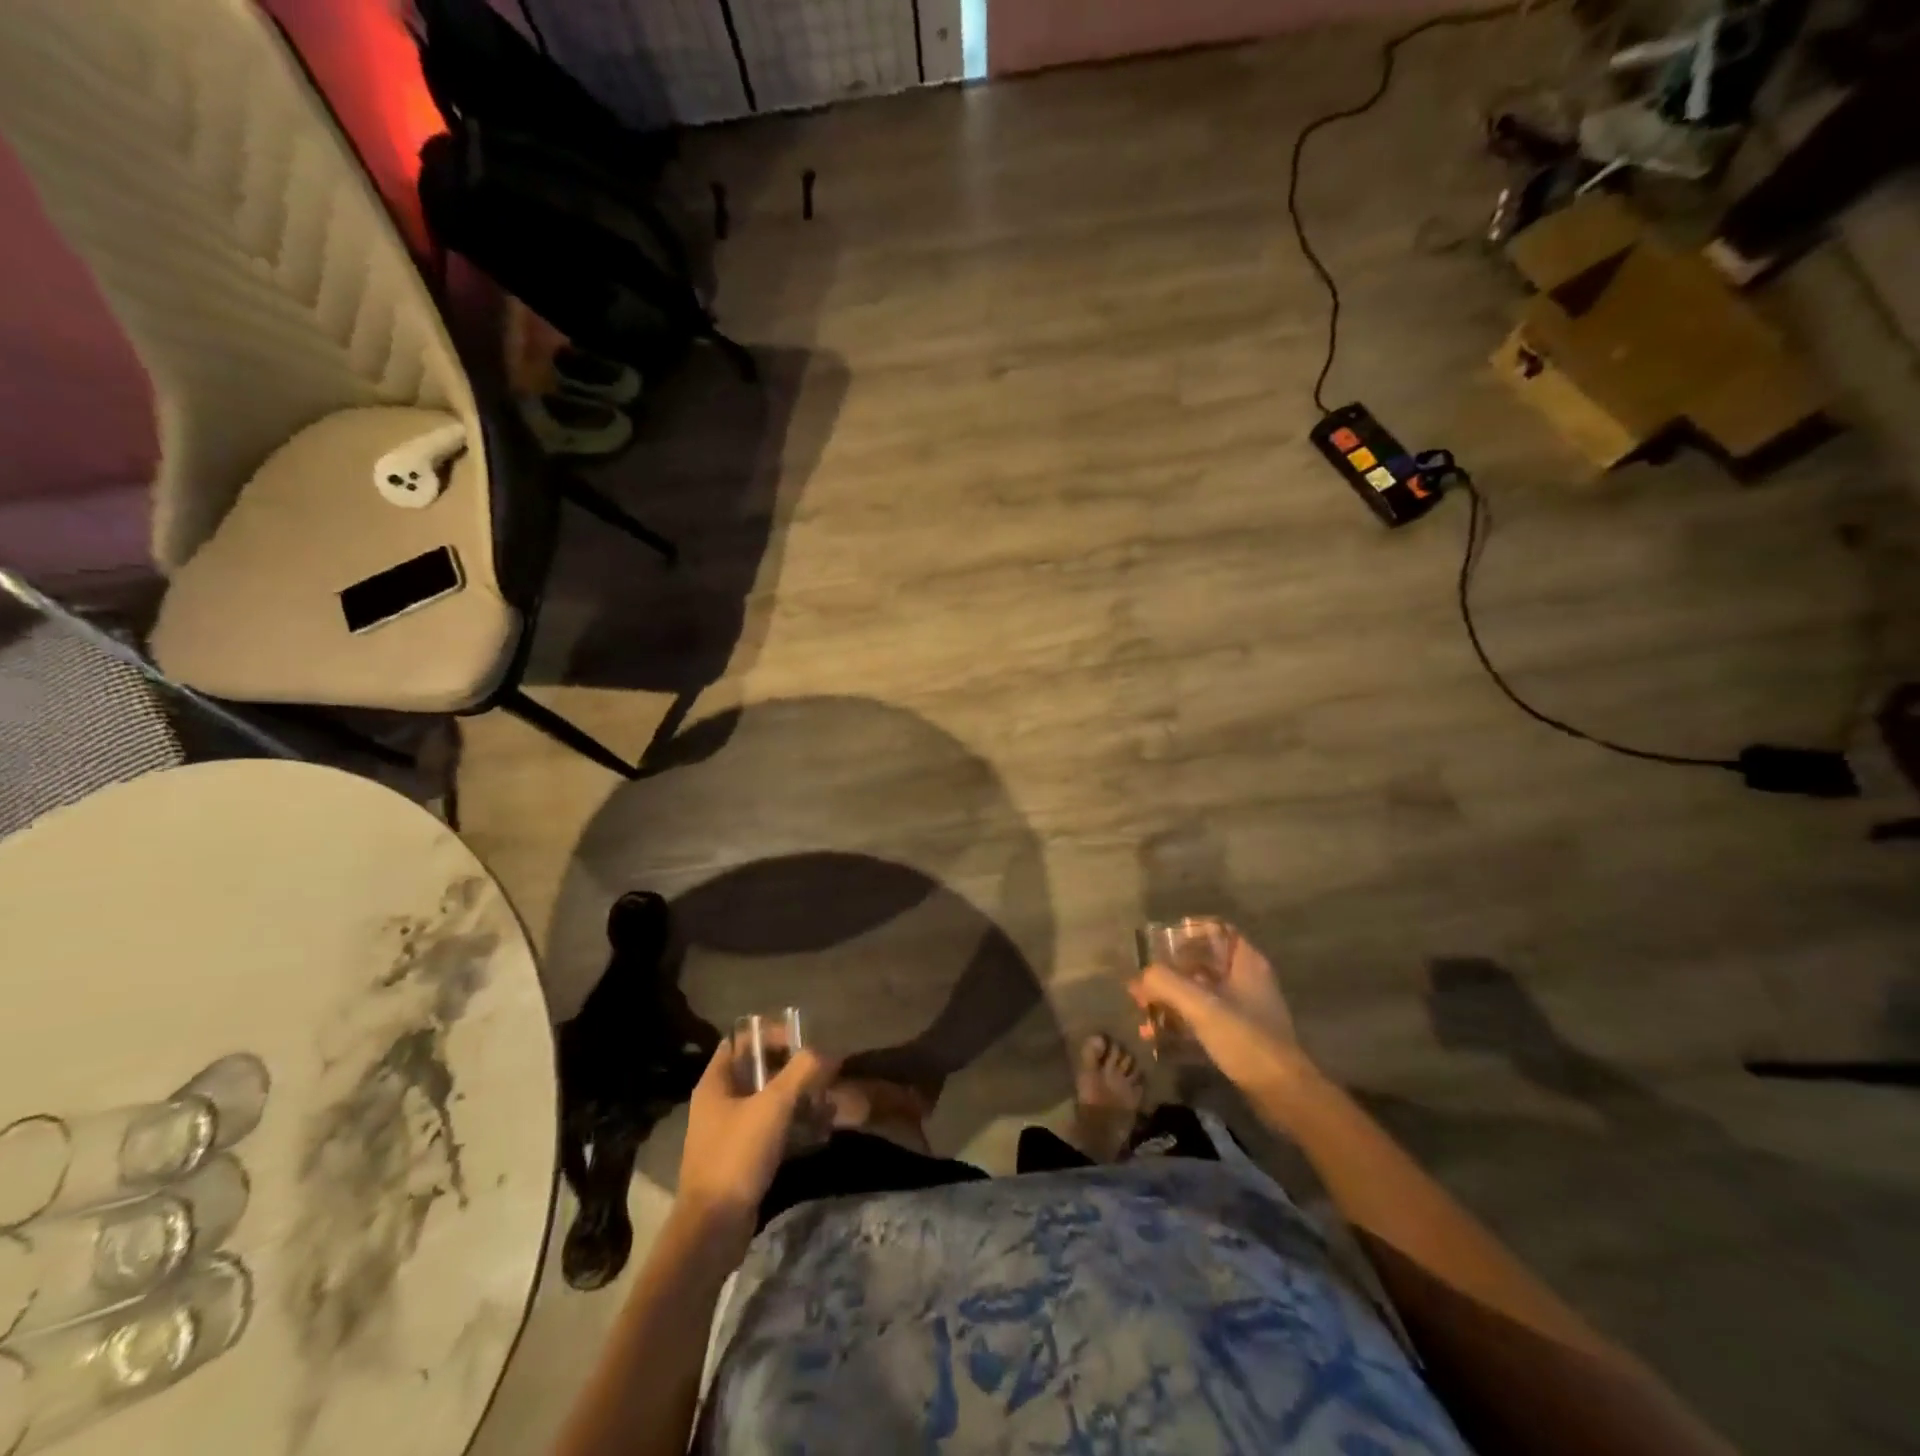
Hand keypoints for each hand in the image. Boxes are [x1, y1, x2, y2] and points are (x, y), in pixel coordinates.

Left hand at [678, 1040, 838, 1226]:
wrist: (713, 1229)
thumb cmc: (737, 1156)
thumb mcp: (773, 1106)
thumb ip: (801, 1072)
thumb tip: (826, 1053)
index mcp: (716, 1082)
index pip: (742, 1039)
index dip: (771, 1034)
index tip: (802, 1043)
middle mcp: (718, 1101)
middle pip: (758, 1069)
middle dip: (792, 1068)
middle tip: (821, 1073)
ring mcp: (728, 1131)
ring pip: (767, 1100)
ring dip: (796, 1097)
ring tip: (826, 1102)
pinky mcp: (741, 1157)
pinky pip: (770, 1128)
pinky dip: (792, 1124)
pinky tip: (818, 1131)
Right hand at [1128, 926, 1310, 1093]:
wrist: (1284, 1095)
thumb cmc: (1246, 1040)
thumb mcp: (1201, 1007)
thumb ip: (1166, 984)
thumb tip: (1138, 979)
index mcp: (1246, 963)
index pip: (1215, 930)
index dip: (1186, 932)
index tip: (1158, 945)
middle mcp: (1246, 980)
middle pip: (1201, 962)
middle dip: (1169, 971)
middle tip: (1142, 984)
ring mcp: (1243, 1009)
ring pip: (1199, 992)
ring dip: (1170, 999)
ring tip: (1142, 1012)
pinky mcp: (1239, 1035)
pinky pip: (1203, 1018)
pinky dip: (1180, 1022)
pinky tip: (1156, 1037)